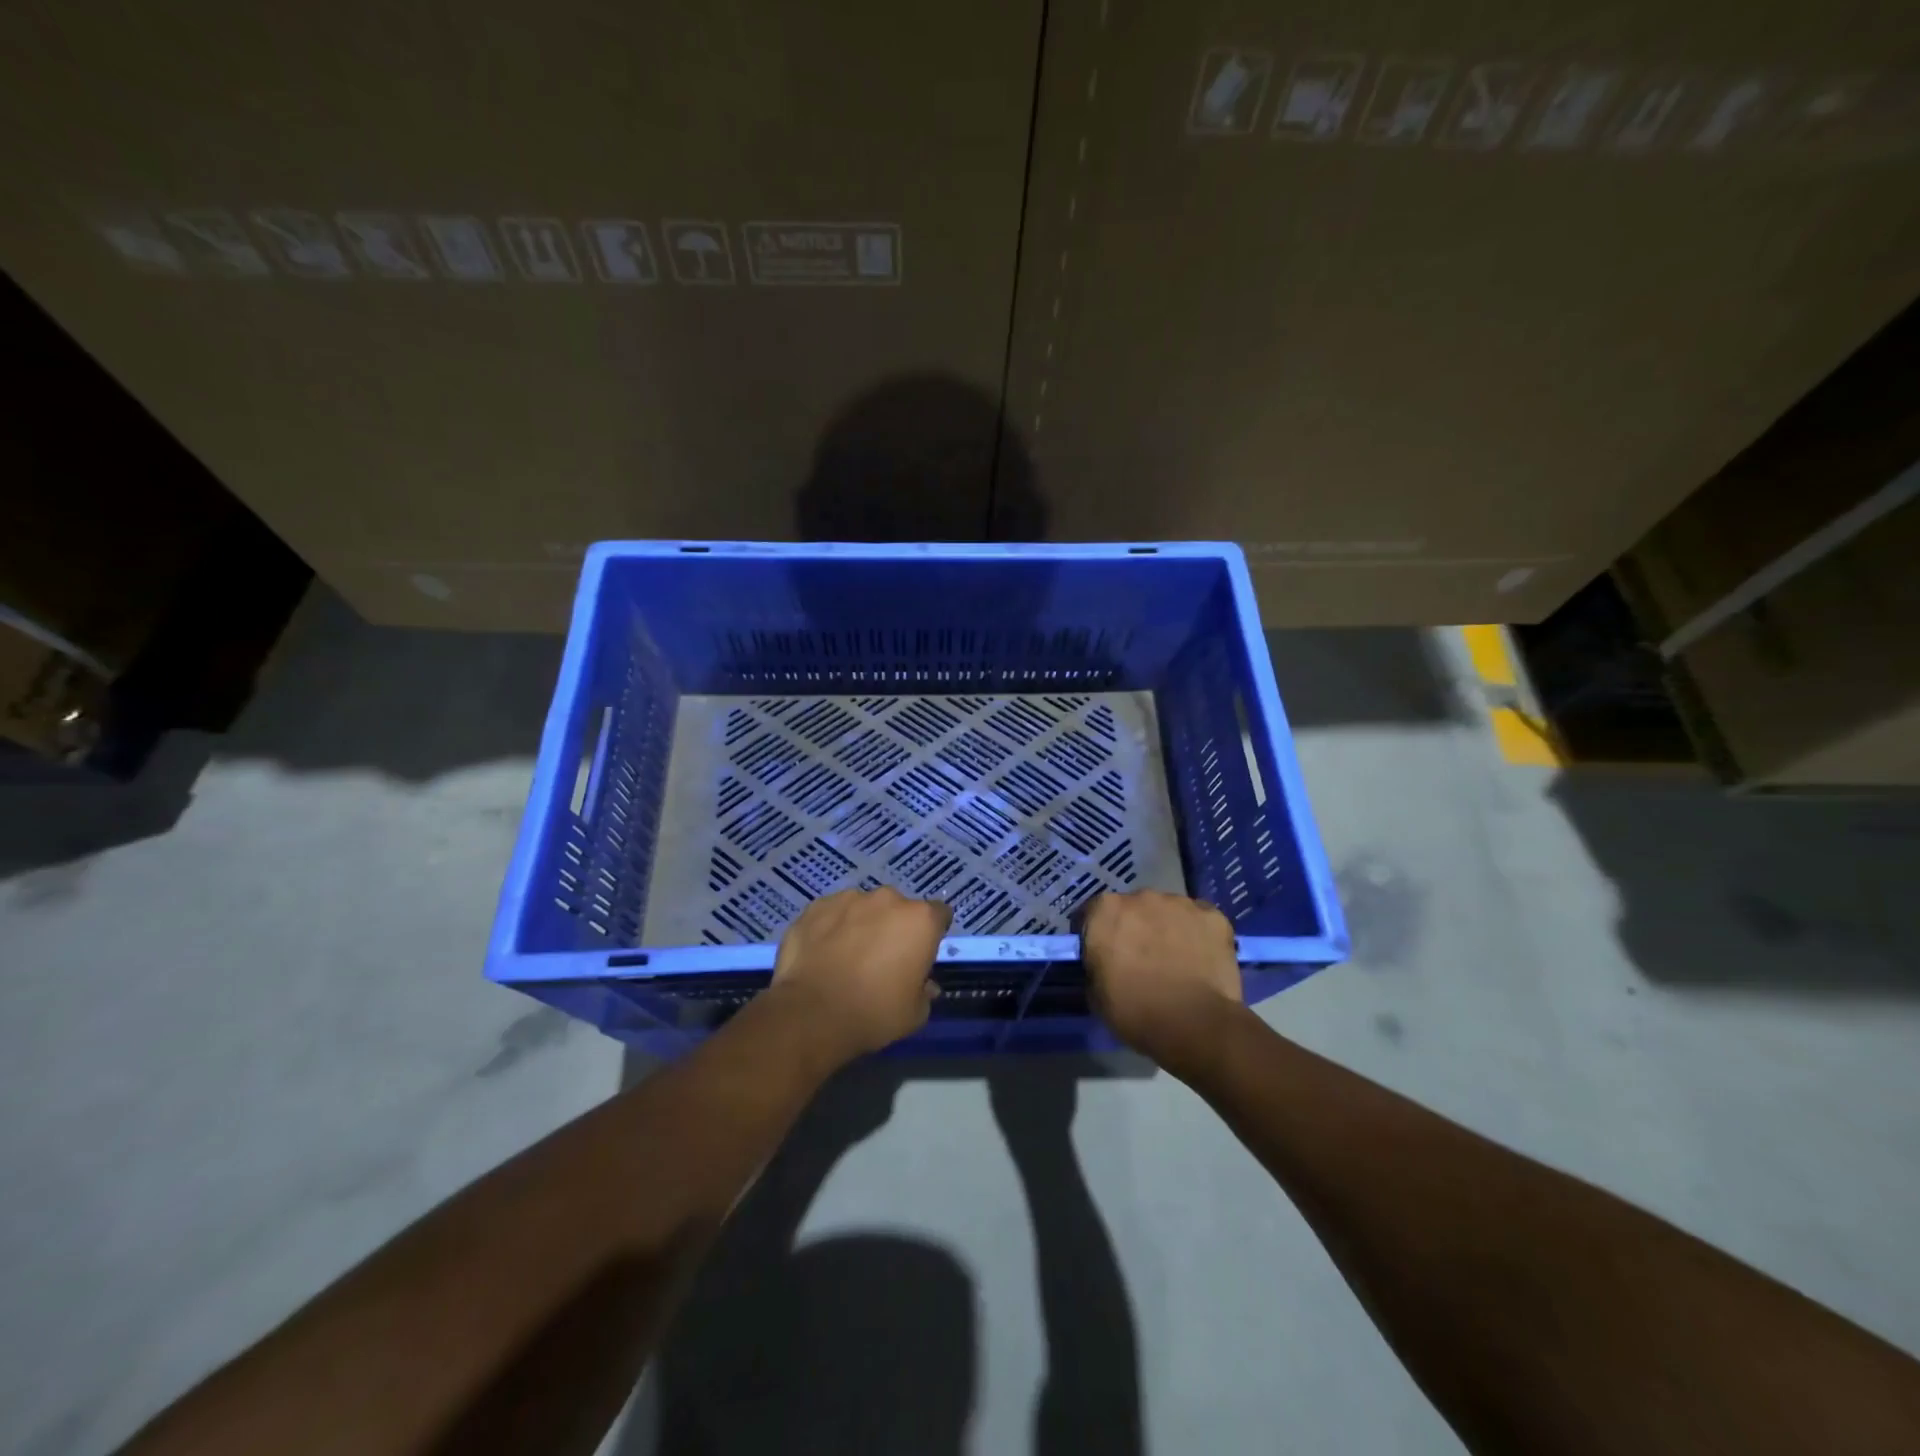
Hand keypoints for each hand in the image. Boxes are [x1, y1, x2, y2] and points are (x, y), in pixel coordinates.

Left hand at [768, 887, 951, 1058]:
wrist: (811, 1013)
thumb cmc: (874, 1013)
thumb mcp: (915, 1014)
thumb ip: (925, 991)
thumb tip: (925, 984)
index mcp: (920, 920)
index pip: (939, 915)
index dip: (932, 934)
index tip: (922, 954)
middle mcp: (888, 899)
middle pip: (899, 909)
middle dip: (894, 927)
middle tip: (882, 958)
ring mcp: (849, 898)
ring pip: (863, 908)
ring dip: (861, 925)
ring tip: (846, 956)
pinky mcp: (816, 906)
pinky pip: (832, 913)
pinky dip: (831, 927)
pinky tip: (822, 953)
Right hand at [1081, 891, 1243, 1066]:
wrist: (1195, 1025)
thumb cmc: (1136, 1011)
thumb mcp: (1096, 993)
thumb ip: (1096, 965)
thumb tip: (1104, 963)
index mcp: (1105, 910)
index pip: (1092, 914)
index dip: (1096, 935)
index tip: (1102, 955)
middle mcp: (1141, 896)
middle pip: (1133, 907)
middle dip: (1134, 927)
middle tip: (1141, 958)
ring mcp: (1180, 903)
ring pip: (1168, 911)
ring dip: (1166, 927)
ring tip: (1175, 959)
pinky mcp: (1213, 915)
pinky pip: (1199, 920)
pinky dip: (1198, 934)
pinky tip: (1201, 959)